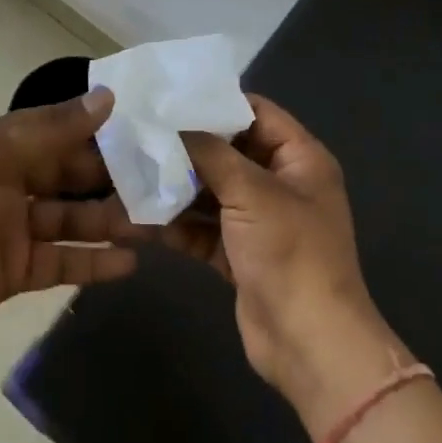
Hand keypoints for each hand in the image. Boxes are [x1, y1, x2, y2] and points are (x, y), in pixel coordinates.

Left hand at [0, 87, 136, 356]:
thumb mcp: (2, 157)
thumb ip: (57, 129)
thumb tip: (107, 96)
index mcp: (6, 145)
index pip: (62, 132)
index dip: (101, 134)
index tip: (147, 136)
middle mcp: (13, 181)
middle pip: (71, 177)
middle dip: (112, 181)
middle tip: (162, 187)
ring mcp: (15, 228)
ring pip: (72, 220)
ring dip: (108, 222)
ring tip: (154, 227)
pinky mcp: (17, 270)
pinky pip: (62, 261)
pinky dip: (92, 263)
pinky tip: (128, 264)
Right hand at [168, 97, 410, 435]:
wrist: (310, 345)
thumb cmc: (290, 253)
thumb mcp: (251, 192)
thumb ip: (209, 153)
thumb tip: (172, 125)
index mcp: (300, 159)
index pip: (257, 113)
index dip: (217, 103)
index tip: (171, 97)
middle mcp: (281, 183)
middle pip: (229, 152)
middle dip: (187, 147)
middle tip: (140, 134)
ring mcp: (260, 221)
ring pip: (212, 191)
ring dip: (176, 187)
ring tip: (130, 172)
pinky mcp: (240, 253)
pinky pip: (204, 227)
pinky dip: (177, 223)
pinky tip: (138, 216)